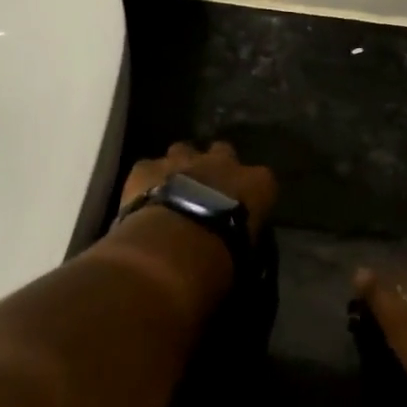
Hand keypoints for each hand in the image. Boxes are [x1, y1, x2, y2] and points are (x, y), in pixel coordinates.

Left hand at [119, 140, 277, 240]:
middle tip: (206, 191)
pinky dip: (147, 180)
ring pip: (183, 150)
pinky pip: (148, 166)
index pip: (263, 180)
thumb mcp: (246, 254)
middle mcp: (223, 161)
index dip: (250, 193)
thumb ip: (244, 237)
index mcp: (257, 183)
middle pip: (222, 152)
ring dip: (181, 166)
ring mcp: (183, 159)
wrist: (173, 247)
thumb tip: (238, 245)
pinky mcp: (147, 167)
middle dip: (215, 166)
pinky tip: (143, 197)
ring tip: (173, 190)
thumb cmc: (221, 256)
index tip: (242, 209)